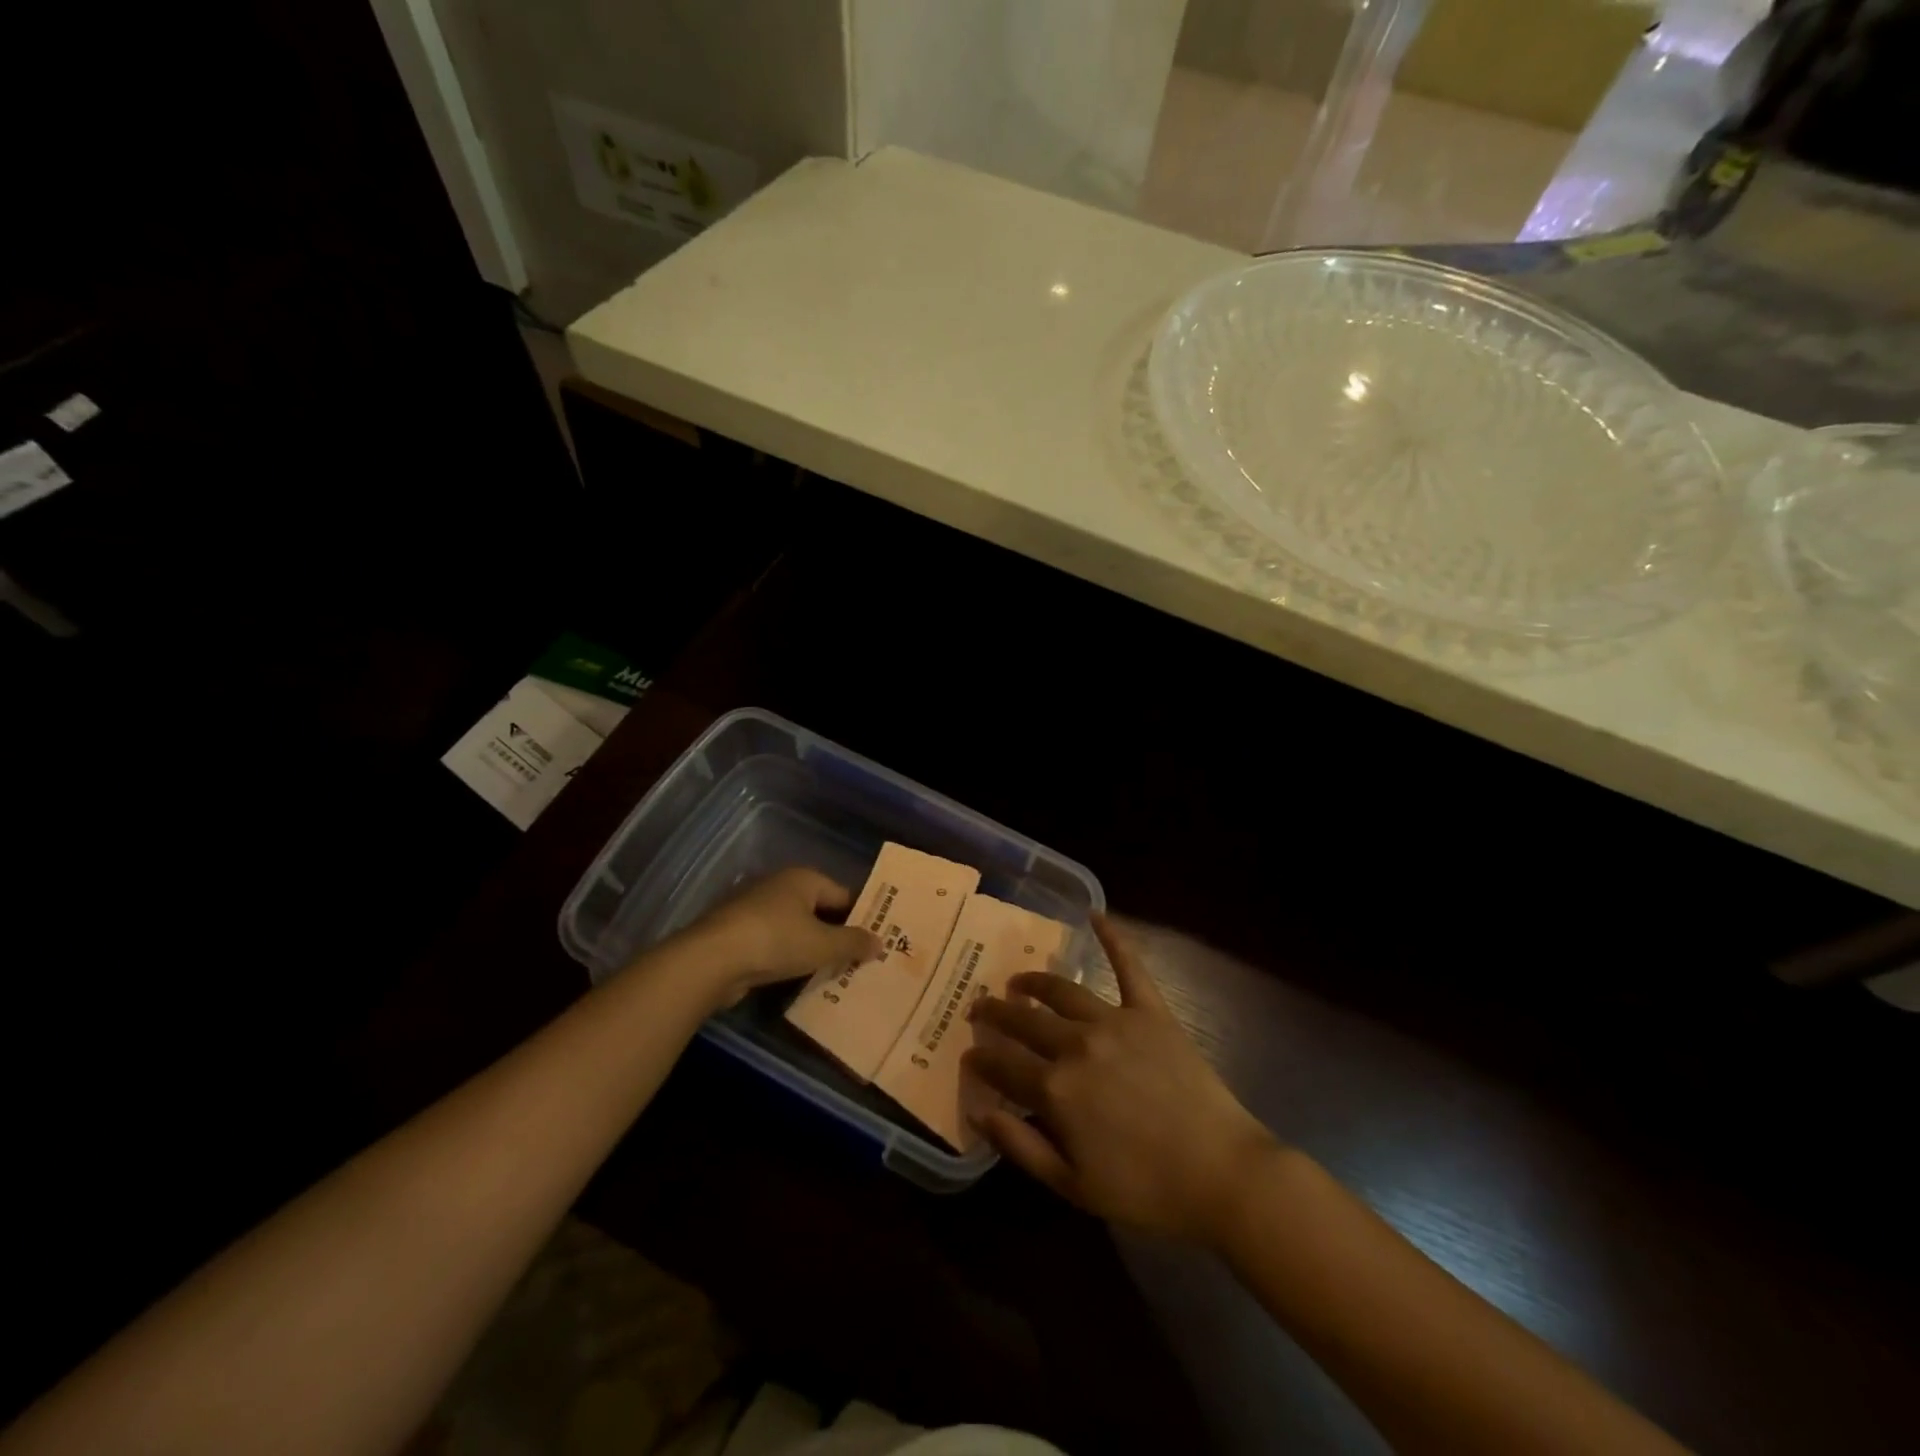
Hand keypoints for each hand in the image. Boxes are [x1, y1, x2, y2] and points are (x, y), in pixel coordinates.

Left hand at [677, 868, 881, 1008]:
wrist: (711, 961)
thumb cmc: (775, 941)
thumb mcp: (823, 945)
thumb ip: (853, 943)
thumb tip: (880, 942)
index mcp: (803, 878)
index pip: (843, 895)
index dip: (861, 917)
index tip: (875, 941)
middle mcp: (779, 886)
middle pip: (819, 910)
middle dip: (836, 934)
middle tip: (858, 960)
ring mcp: (755, 908)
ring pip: (796, 928)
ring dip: (811, 948)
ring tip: (833, 974)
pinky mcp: (738, 932)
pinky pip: (774, 943)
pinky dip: (787, 957)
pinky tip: (798, 978)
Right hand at [964, 916, 1277, 1245]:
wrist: (1221, 1175)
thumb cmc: (1146, 1190)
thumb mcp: (1073, 1186)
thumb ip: (1021, 1147)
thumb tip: (980, 1113)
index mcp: (1055, 1089)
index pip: (1003, 1066)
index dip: (980, 1060)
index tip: (968, 1054)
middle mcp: (1077, 1044)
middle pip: (1025, 1021)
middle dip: (996, 1013)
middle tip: (979, 1007)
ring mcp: (1115, 1021)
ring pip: (1062, 991)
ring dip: (1034, 982)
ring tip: (1018, 980)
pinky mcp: (1151, 1012)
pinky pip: (1129, 967)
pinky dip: (1113, 938)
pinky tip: (1096, 916)